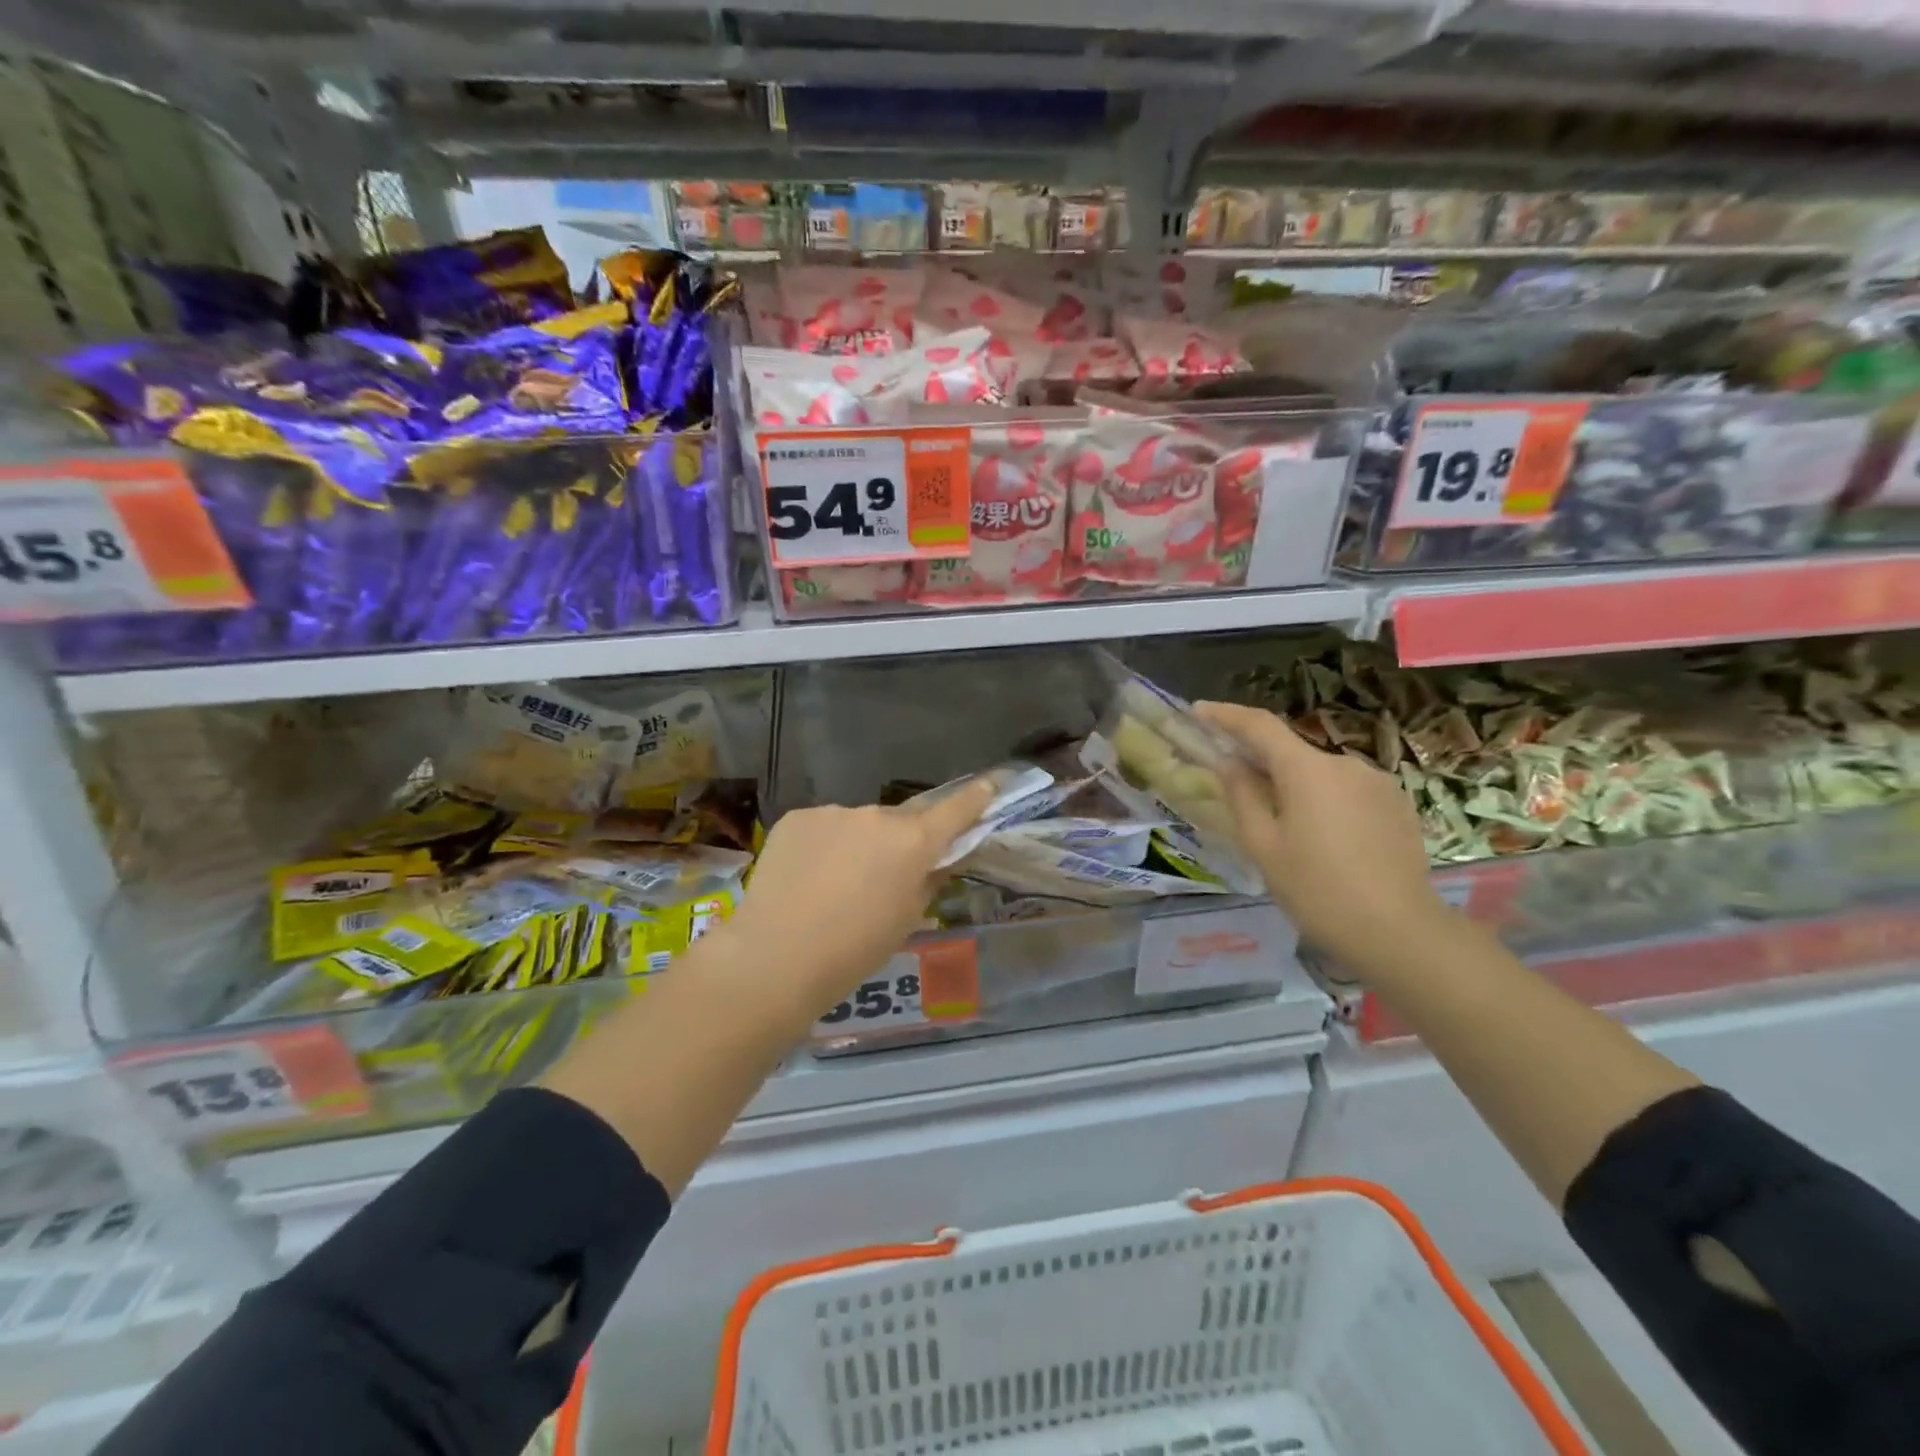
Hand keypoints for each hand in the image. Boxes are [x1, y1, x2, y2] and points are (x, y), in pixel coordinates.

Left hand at [708, 779, 997, 1034]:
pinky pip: (823, 827)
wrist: (777, 955)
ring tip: (833, 885)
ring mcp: (833, 812)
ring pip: (858, 824)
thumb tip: (937, 860)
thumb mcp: (906, 919)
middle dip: (899, 841)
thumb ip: (928, 880)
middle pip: (900, 821)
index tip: (989, 786)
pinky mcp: (797, 817)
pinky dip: (823, 846)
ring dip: (857, 844)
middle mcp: (877, 815)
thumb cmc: (855, 949)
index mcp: (913, 841)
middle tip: (883, 877)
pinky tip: (806, 878)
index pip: (955, 810)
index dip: (975, 798)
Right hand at [1194, 701, 1450, 976]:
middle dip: (1262, 764)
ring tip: (1286, 830)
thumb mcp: (1263, 846)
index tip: (1199, 711)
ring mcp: (1377, 783)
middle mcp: (1345, 764)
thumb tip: (1229, 763)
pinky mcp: (1397, 805)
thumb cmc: (1317, 890)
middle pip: (1292, 752)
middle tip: (1238, 791)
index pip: (1260, 725)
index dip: (1226, 715)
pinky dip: (1325, 802)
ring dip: (1296, 788)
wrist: (1400, 932)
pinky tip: (1325, 841)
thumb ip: (1242, 796)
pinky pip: (1347, 792)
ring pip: (1320, 775)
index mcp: (1307, 770)